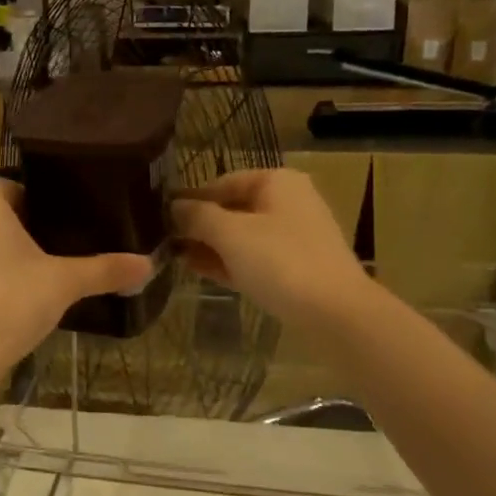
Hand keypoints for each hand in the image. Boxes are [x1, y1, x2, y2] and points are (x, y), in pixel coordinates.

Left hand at [0, 180, 152, 386]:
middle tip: (55, 253)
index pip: (17, 187)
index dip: (44, 206)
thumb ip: (105, 269)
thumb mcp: (64, 284)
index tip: (66, 228)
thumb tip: (148, 264)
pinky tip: (3, 295)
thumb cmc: (10, 304)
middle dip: (22, 229)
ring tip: (32, 275)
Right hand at [172, 169, 369, 324]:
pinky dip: (228, 262)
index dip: (190, 199)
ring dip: (210, 246)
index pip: (222, 182)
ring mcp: (294, 237)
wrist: (336, 314)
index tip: (159, 218)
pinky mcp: (296, 268)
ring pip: (242, 236)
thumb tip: (173, 206)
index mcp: (276, 182)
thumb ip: (197, 216)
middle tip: (163, 241)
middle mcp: (288, 202)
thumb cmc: (280, 261)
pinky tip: (199, 271)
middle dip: (199, 225)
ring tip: (175, 258)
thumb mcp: (230, 234)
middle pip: (232, 209)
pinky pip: (254, 258)